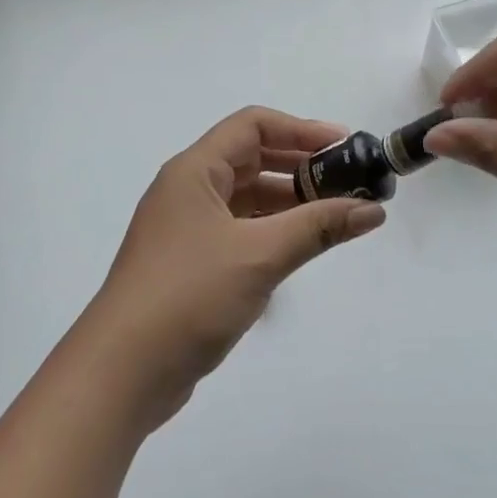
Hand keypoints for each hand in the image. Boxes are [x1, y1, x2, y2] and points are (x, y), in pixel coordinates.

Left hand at [78, 107, 387, 427]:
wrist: (122, 371)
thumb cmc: (189, 295)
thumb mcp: (260, 255)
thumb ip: (318, 227)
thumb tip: (373, 210)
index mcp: (194, 171)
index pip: (253, 126)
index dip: (301, 129)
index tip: (345, 146)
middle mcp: (188, 190)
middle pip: (251, 159)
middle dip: (300, 166)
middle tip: (348, 181)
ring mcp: (186, 229)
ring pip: (246, 199)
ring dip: (289, 202)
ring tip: (336, 214)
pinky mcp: (190, 264)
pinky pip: (239, 231)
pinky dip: (272, 232)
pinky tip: (301, 247)